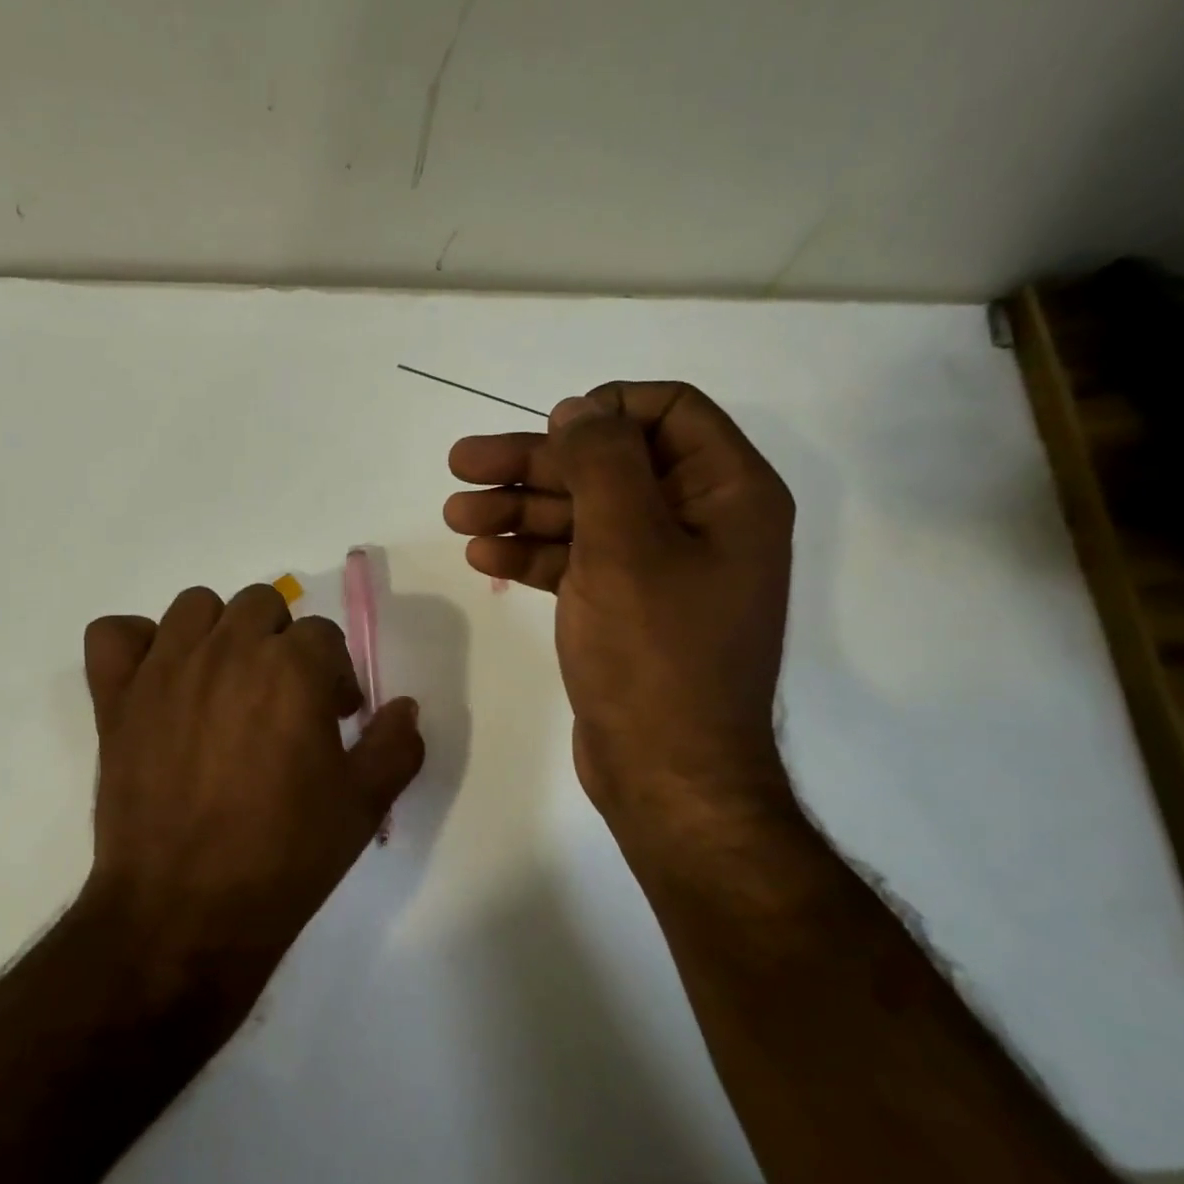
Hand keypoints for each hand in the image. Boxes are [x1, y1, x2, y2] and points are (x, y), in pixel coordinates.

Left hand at [81, 584, 423, 992]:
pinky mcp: (115, 696)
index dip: (335, 676)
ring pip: (195, 606)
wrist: (184, 912)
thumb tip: (404, 707)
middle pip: (262, 605)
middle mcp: (228, 650)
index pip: (323, 635)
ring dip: (218, 632)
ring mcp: (164, 669)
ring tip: (225, 684)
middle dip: (281, 643)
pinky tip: (158, 680)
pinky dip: (137, 645)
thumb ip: (396, 745)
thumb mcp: (363, 806)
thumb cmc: (284, 857)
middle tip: (283, 699)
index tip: (332, 718)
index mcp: (292, 669)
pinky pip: (115, 633)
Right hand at [443, 381, 795, 830]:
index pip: (669, 412)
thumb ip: (602, 463)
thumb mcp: (626, 544)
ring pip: (585, 514)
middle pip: (611, 464)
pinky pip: (578, 561)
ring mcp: (661, 568)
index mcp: (727, 493)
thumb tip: (579, 410)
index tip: (545, 428)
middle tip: (461, 464)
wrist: (665, 774)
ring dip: (520, 508)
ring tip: (455, 513)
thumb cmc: (655, 654)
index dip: (604, 409)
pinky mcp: (626, 607)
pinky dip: (533, 553)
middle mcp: (700, 522)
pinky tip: (483, 553)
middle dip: (535, 463)